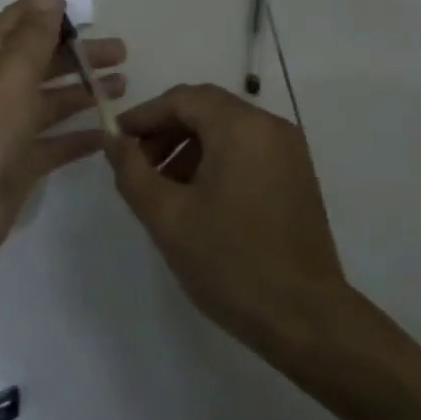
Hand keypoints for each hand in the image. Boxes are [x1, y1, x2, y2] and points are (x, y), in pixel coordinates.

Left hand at [0, 0, 125, 264]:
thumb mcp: (12, 68)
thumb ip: (36, 30)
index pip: (22, 21)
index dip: (52, 11)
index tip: (90, 8)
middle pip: (44, 61)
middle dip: (80, 54)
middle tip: (122, 53)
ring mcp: (9, 127)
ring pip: (53, 102)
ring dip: (84, 92)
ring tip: (124, 86)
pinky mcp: (21, 163)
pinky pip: (57, 144)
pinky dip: (80, 137)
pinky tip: (109, 134)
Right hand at [106, 84, 347, 345]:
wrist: (307, 320)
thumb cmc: (230, 262)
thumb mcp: (167, 217)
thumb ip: (132, 171)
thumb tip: (113, 140)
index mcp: (240, 127)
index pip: (181, 99)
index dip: (144, 115)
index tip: (117, 141)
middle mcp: (269, 126)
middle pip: (205, 108)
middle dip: (165, 130)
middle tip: (137, 164)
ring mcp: (289, 150)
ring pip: (226, 128)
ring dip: (189, 145)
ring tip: (163, 187)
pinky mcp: (297, 175)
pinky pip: (247, 148)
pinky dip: (216, 159)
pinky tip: (197, 197)